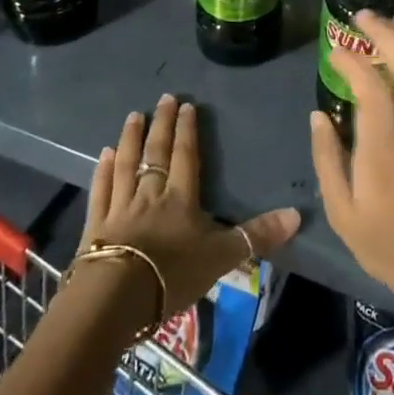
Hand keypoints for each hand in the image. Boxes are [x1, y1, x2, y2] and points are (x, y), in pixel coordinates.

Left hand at [82, 94, 300, 328]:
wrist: (116, 296)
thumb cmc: (172, 274)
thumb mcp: (222, 257)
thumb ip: (257, 236)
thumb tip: (298, 215)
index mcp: (181, 198)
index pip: (186, 155)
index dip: (187, 130)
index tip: (187, 105)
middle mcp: (150, 193)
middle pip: (156, 152)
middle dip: (162, 124)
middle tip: (164, 98)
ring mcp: (120, 207)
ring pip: (126, 164)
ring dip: (130, 138)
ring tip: (134, 116)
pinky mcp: (95, 225)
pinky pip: (101, 190)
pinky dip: (102, 170)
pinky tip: (103, 154)